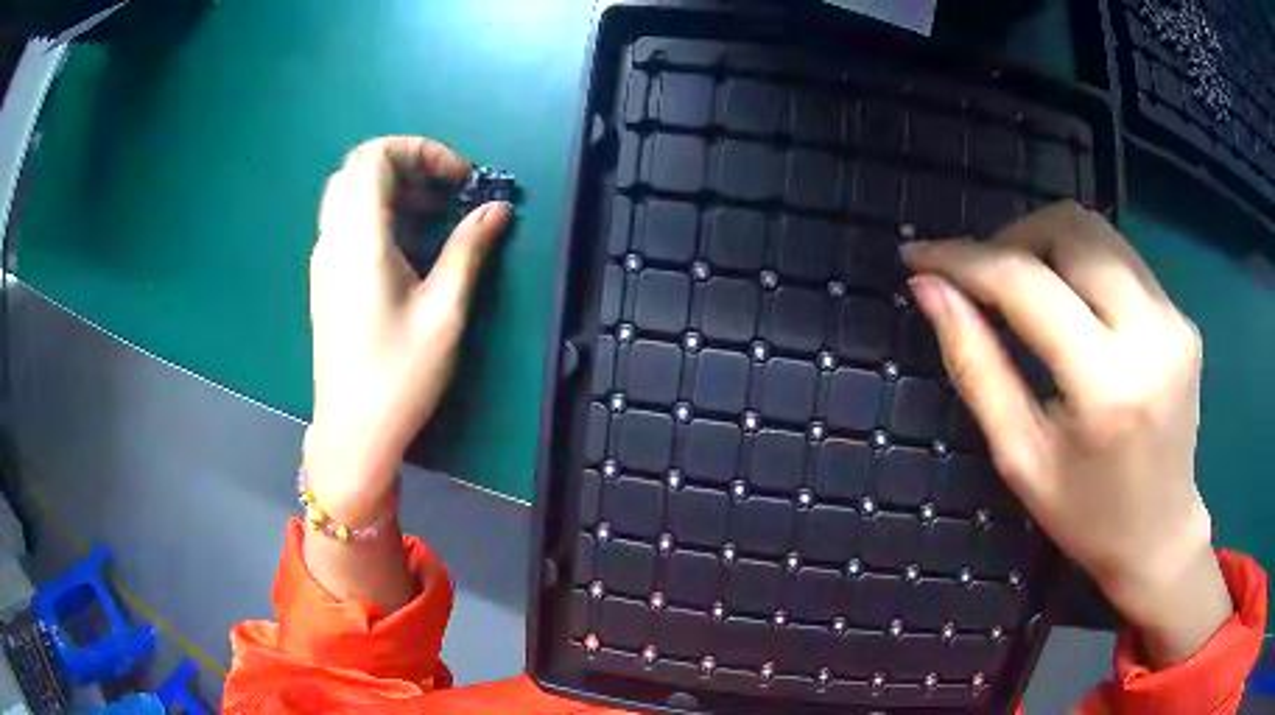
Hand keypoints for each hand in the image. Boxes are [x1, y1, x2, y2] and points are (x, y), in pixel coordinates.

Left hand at [306, 136, 511, 525]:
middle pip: (359, 167)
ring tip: (434, 215)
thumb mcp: (444, 312)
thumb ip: (468, 250)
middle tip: (447, 189)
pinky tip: (407, 246)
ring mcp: (324, 259)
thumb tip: (497, 209)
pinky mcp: (325, 279)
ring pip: (349, 192)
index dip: (422, 150)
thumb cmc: (398, 376)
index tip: (460, 177)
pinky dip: (378, 212)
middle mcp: (333, 239)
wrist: (352, 431)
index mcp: (359, 239)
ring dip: (392, 188)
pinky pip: (346, 221)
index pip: (377, 156)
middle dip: (408, 163)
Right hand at [902, 201, 1230, 666]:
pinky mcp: (1184, 315)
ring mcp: (1174, 318)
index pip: (1027, 283)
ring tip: (1020, 285)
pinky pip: (1121, 259)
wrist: (1160, 534)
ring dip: (1046, 242)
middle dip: (1012, 238)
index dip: (965, 259)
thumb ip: (976, 366)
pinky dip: (1081, 264)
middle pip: (1070, 229)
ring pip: (1097, 231)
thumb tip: (930, 291)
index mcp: (1107, 385)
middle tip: (981, 277)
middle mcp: (1152, 333)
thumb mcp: (1019, 457)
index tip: (920, 256)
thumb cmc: (1085, 515)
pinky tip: (1071, 306)